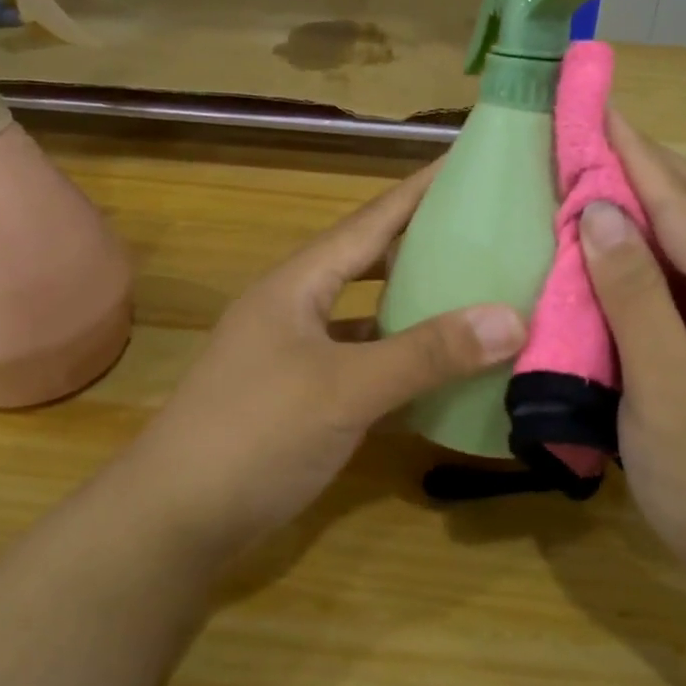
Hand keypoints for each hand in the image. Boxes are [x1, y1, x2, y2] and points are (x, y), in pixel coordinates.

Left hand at [128, 163, 526, 566]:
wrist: (174, 522)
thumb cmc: (255, 434)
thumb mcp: (345, 389)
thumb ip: (426, 354)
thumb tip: (512, 317)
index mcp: (298, 284)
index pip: (370, 220)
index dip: (419, 190)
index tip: (467, 163)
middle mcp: (296, 308)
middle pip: (369, 261)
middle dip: (422, 243)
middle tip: (485, 230)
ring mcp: (296, 355)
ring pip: (368, 316)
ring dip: (414, 305)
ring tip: (473, 292)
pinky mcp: (302, 397)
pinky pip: (364, 364)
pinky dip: (401, 362)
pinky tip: (440, 370)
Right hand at [581, 112, 685, 598]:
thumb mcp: (665, 388)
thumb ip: (633, 294)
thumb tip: (601, 209)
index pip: (682, 205)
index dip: (634, 153)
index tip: (594, 106)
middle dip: (643, 163)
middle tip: (588, 128)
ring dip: (646, 198)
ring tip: (597, 166)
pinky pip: (684, 275)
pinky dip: (647, 246)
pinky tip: (617, 240)